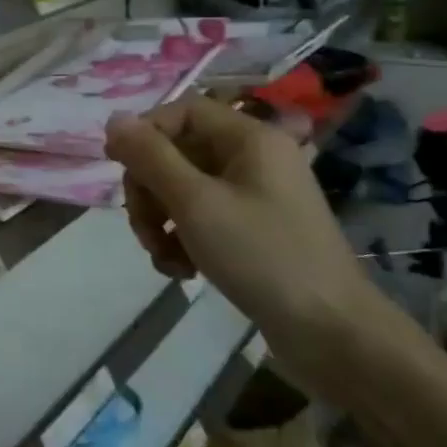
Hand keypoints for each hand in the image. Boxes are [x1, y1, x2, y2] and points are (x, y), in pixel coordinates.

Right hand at [105, 97, 378, 398]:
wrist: (333, 336)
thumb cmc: (263, 257)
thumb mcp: (195, 203)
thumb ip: (150, 157)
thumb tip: (114, 120)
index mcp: (250, 139)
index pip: (182, 111)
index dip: (146, 134)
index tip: (119, 169)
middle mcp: (254, 159)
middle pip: (178, 152)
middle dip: (150, 190)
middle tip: (145, 229)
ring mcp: (256, 197)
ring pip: (185, 190)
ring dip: (162, 220)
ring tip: (163, 257)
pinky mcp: (254, 232)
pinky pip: (203, 219)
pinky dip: (183, 240)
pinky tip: (181, 271)